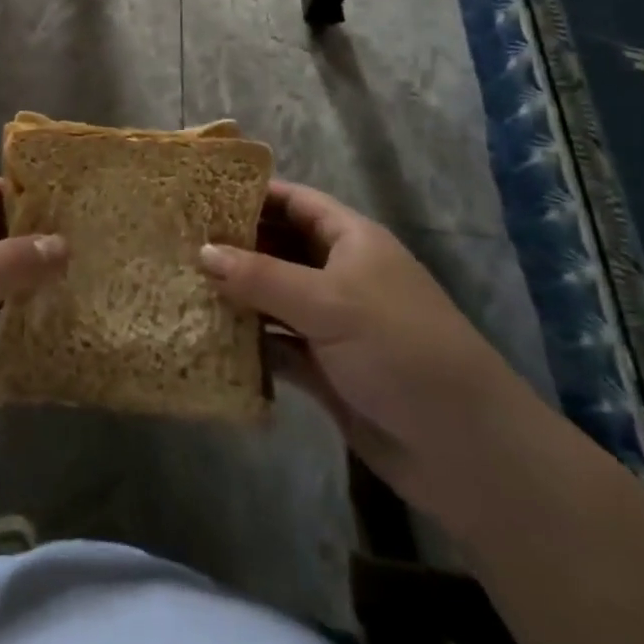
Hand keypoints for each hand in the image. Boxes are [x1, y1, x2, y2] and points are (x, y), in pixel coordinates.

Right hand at [200, 179, 528, 502]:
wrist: (465, 450)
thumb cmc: (400, 348)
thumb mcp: (328, 302)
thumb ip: (261, 276)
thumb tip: (202, 250)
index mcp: (351, 240)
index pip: (295, 201)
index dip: (252, 194)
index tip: (200, 193)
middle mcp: (339, 274)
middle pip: (279, 247)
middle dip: (234, 245)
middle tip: (177, 241)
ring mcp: (332, 323)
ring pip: (273, 297)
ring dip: (236, 295)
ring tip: (180, 284)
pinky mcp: (325, 369)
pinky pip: (277, 345)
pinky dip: (248, 342)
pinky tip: (207, 337)